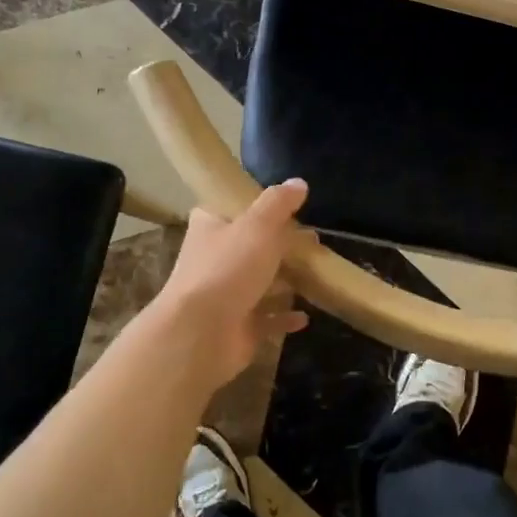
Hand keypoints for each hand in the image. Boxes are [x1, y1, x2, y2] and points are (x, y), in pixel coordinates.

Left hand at [153, 179, 311, 385]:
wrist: (201, 333)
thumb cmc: (228, 268)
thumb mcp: (258, 226)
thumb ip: (279, 203)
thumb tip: (299, 182)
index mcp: (211, 228)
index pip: (228, 210)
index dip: (254, 208)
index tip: (285, 209)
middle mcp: (214, 260)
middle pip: (250, 247)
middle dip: (280, 246)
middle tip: (313, 243)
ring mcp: (224, 296)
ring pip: (259, 284)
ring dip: (284, 281)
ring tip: (316, 274)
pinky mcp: (237, 327)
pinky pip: (266, 319)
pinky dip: (284, 317)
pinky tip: (305, 316)